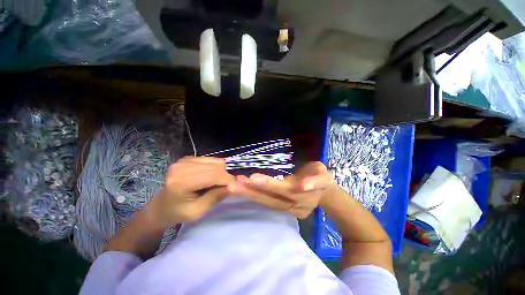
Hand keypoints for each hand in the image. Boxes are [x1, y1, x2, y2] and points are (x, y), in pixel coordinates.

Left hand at [147, 157, 234, 227]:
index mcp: (181, 182)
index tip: (236, 187)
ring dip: (221, 172)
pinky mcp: (188, 158)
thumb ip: (215, 197)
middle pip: (216, 166)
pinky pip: (211, 160)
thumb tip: (233, 186)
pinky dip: (216, 168)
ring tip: (217, 183)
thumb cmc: (178, 213)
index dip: (228, 180)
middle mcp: (182, 166)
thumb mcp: (198, 212)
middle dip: (226, 176)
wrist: (161, 206)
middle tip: (227, 187)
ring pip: (215, 161)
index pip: (213, 175)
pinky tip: (210, 177)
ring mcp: (185, 160)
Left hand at [227, 162, 334, 218]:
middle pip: (271, 199)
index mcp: (304, 195)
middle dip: (252, 191)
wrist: (324, 193)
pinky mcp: (284, 210)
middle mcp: (293, 205)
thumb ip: (315, 180)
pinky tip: (242, 188)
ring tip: (234, 186)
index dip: (269, 185)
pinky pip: (267, 203)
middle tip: (233, 185)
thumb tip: (303, 184)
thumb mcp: (323, 175)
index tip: (252, 178)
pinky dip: (254, 196)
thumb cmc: (321, 178)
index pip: (284, 190)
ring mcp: (288, 210)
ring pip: (267, 203)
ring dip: (249, 194)